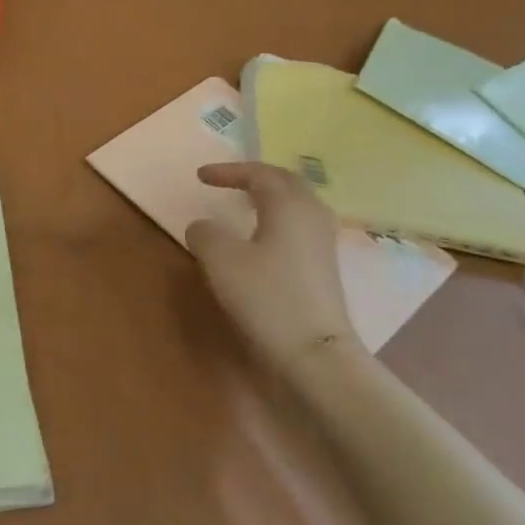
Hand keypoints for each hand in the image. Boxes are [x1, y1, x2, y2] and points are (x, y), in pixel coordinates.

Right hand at [186, 162, 362, 369]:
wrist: (313, 353)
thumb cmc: (265, 296)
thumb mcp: (220, 259)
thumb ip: (205, 233)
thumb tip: (204, 228)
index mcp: (288, 205)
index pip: (259, 174)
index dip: (229, 171)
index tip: (201, 176)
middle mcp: (311, 216)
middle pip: (287, 183)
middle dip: (256, 177)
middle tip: (230, 180)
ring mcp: (323, 243)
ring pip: (297, 205)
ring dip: (271, 198)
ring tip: (247, 203)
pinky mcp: (324, 268)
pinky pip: (300, 227)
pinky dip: (278, 219)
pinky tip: (263, 237)